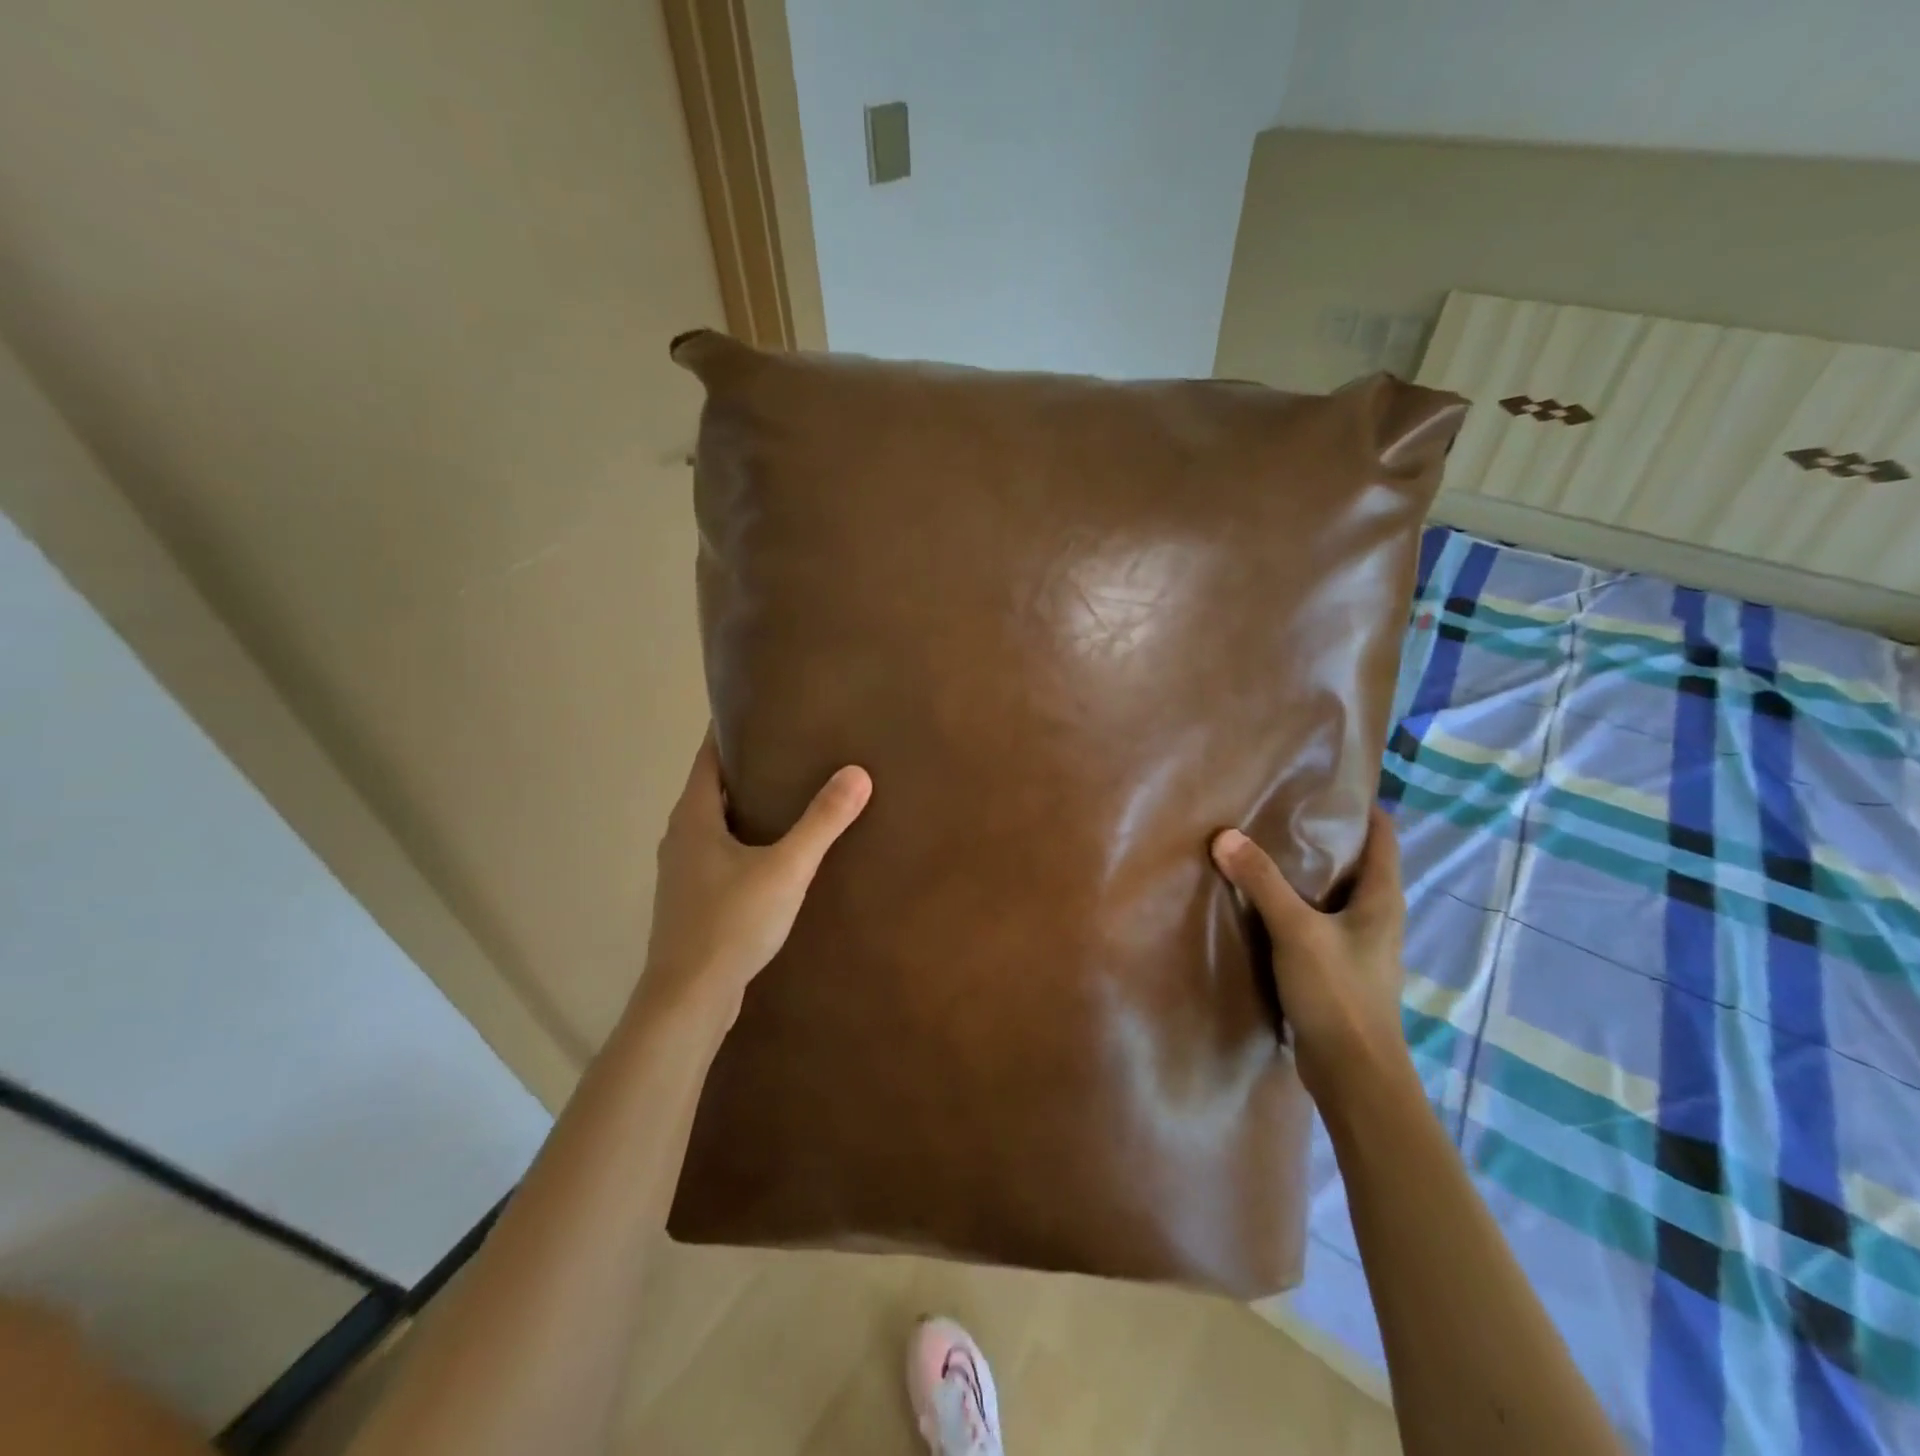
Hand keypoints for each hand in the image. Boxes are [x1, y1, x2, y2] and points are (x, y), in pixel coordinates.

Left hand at [635, 730, 871, 1030]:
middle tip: (789, 749)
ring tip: (787, 795)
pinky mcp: (692, 901)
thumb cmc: (731, 923)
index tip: (759, 710)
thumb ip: (822, 821)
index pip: (707, 757)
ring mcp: (682, 872)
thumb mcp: (786, 868)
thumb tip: (858, 773)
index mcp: (693, 817)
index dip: (727, 730)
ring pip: (714, 824)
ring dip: (744, 806)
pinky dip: (742, 840)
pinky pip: (718, 854)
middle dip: (744, 767)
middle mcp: (680, 837)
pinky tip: (772, 852)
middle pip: (711, 788)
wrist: (690, 998)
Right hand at [1210, 805, 1407, 1099]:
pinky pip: (1320, 923)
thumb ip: (1262, 883)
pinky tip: (1266, 906)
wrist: (1355, 1074)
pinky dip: (1298, 907)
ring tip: (1267, 852)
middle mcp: (1378, 918)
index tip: (1327, 785)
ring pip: (1337, 895)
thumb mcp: (1297, 930)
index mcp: (1383, 900)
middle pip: (1359, 864)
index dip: (1363, 808)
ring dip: (1309, 875)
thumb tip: (1225, 836)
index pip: (1384, 837)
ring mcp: (1361, 947)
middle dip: (1326, 838)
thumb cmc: (1338, 994)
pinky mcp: (1340, 970)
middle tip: (1282, 813)